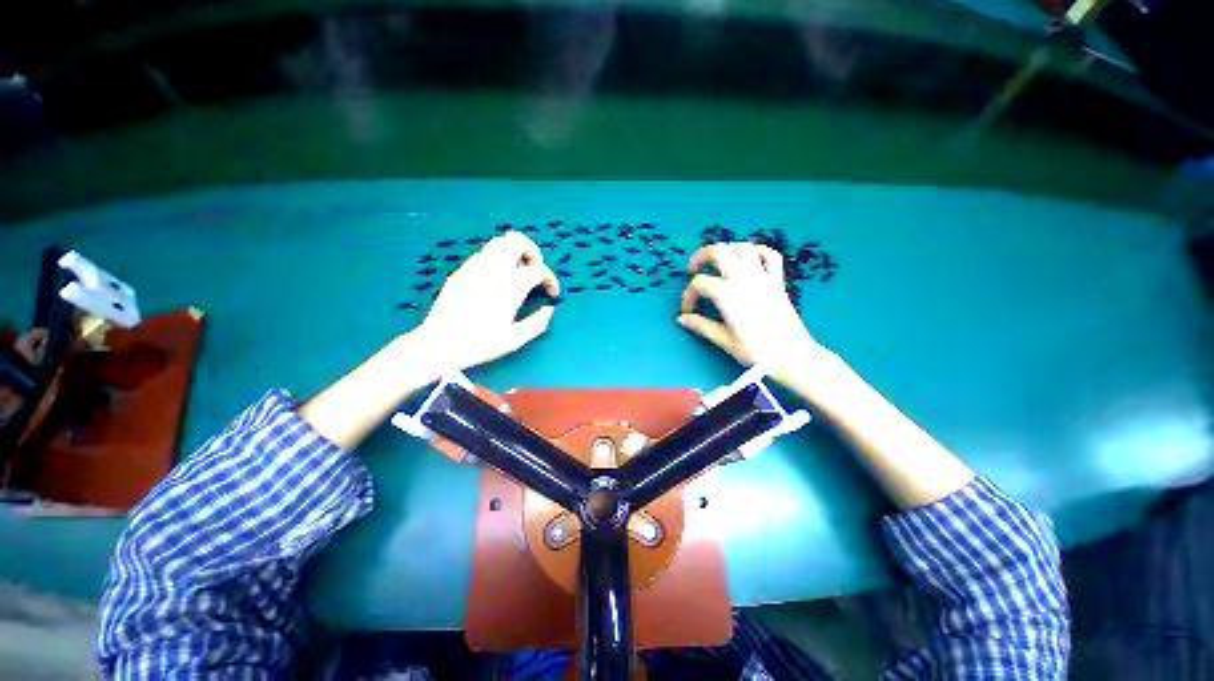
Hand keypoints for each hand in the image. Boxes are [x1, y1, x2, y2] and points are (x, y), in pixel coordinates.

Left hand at [418, 232, 560, 370]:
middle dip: (533, 252)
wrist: (439, 344)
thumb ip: (538, 323)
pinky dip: (498, 258)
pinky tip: (497, 278)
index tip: (552, 293)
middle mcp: (494, 269)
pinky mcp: (461, 270)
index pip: (539, 269)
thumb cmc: (480, 343)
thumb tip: (548, 309)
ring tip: (517, 271)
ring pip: (499, 241)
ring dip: (515, 251)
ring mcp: (475, 267)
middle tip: (534, 271)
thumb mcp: (515, 339)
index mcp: (511, 286)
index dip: (551, 279)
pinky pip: (484, 252)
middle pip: (518, 241)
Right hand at [678, 242, 820, 387]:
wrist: (790, 355)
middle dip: (701, 257)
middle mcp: (742, 278)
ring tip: (718, 261)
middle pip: (718, 252)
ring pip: (742, 248)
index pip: (699, 283)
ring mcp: (762, 277)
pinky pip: (769, 256)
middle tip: (692, 268)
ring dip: (727, 250)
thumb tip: (682, 319)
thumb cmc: (754, 350)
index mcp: (726, 294)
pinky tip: (749, 259)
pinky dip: (757, 252)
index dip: (688, 295)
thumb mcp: (723, 339)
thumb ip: (700, 325)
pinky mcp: (777, 281)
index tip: (688, 311)